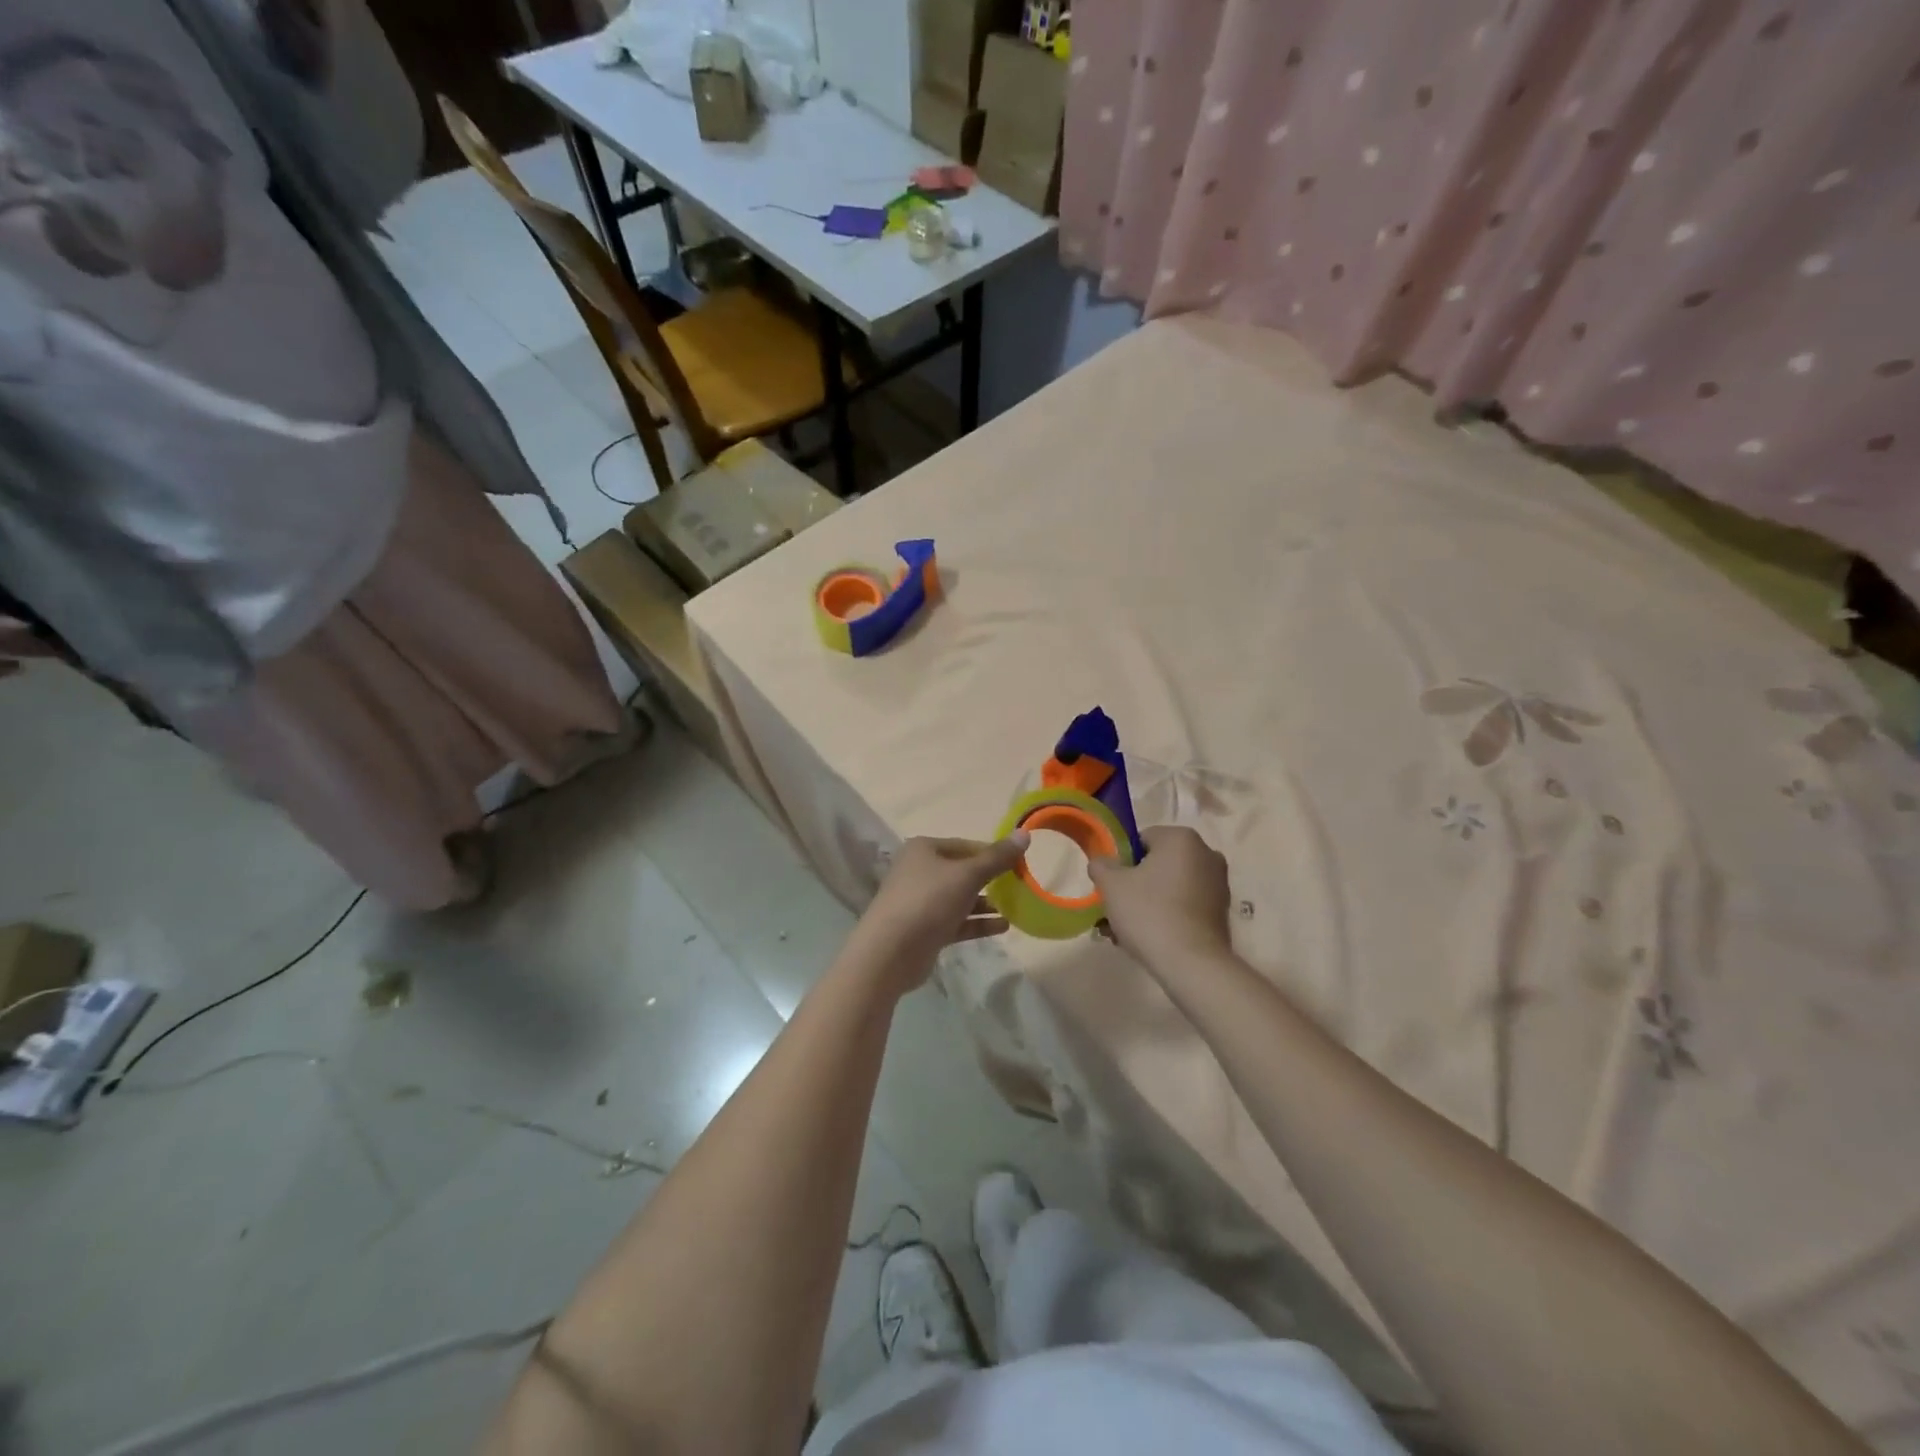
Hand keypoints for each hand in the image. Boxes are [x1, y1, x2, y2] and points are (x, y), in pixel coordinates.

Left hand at [849, 834, 1029, 995]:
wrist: (890, 953)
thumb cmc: (928, 901)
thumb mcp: (967, 875)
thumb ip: (997, 857)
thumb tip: (1024, 833)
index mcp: (924, 849)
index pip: (966, 846)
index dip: (993, 853)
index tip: (1020, 864)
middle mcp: (920, 871)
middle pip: (963, 871)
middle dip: (991, 880)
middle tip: (1020, 887)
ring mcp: (921, 902)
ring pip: (960, 898)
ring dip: (986, 903)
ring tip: (1017, 908)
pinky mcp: (926, 930)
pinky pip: (957, 921)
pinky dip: (978, 923)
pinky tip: (1003, 926)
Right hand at [1088, 825, 1233, 972]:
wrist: (1192, 963)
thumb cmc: (1149, 913)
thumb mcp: (1111, 885)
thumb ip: (1101, 865)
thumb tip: (1102, 862)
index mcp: (1181, 838)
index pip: (1141, 841)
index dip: (1121, 863)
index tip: (1112, 887)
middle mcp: (1206, 854)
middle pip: (1157, 865)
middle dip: (1134, 886)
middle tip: (1115, 911)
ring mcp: (1218, 884)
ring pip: (1170, 887)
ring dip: (1147, 903)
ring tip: (1125, 932)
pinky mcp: (1222, 911)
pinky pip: (1185, 905)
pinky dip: (1167, 916)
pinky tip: (1148, 939)